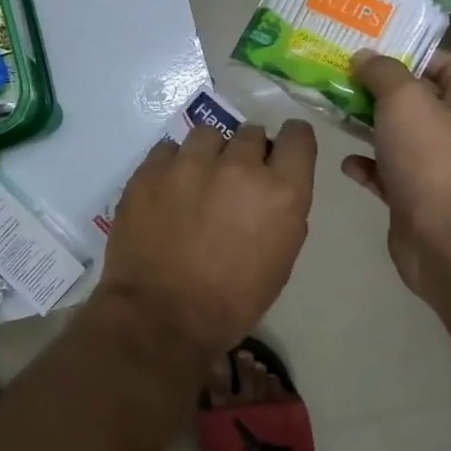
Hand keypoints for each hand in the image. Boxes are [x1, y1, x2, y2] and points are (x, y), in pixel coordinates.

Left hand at [98, 121, 317, 359]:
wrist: (163, 316)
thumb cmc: (232, 300)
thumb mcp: (280, 258)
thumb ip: (282, 209)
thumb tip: (270, 185)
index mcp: (280, 192)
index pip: (298, 136)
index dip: (291, 140)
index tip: (280, 150)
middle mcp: (239, 166)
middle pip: (250, 133)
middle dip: (246, 153)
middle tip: (232, 182)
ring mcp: (190, 163)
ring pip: (208, 135)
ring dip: (208, 154)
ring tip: (196, 183)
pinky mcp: (152, 169)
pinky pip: (168, 150)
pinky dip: (172, 165)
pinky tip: (166, 191)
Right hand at [342, 50, 450, 298]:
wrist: (445, 238)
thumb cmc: (432, 157)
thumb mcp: (404, 99)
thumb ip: (383, 72)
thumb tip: (365, 57)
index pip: (445, 62)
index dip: (410, 52)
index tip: (370, 48)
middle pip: (416, 99)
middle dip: (378, 88)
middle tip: (339, 75)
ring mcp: (436, 168)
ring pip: (397, 136)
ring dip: (367, 125)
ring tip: (332, 112)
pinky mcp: (415, 198)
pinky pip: (386, 173)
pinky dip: (366, 165)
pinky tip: (346, 161)